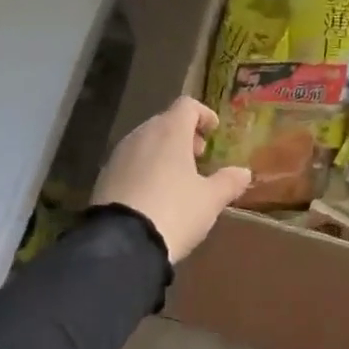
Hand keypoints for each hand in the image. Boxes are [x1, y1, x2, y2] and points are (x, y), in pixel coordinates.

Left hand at [91, 97, 250, 262]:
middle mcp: (142, 135)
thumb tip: (244, 172)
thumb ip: (229, 182)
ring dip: (163, 153)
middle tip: (198, 157)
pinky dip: (145, 169)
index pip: (187, 106)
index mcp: (170, 132)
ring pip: (146, 143)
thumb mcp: (210, 200)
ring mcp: (119, 155)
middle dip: (184, 135)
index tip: (214, 131)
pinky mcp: (104, 176)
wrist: (122, 242)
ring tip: (178, 179)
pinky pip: (131, 163)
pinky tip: (153, 195)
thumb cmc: (175, 211)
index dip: (203, 115)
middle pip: (165, 123)